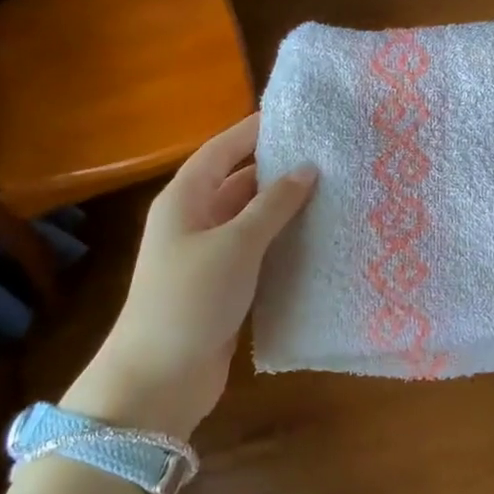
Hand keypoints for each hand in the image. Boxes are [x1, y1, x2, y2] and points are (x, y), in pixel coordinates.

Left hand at [61, 113, 314, 439]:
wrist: (160, 377)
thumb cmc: (191, 297)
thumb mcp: (236, 244)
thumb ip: (273, 204)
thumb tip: (307, 168)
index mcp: (185, 200)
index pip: (221, 151)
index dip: (252, 131)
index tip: (295, 117)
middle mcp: (194, 221)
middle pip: (238, 183)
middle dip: (277, 170)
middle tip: (327, 157)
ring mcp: (208, 256)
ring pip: (251, 219)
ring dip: (284, 209)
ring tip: (332, 192)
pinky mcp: (224, 287)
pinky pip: (258, 252)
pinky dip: (282, 243)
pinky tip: (317, 240)